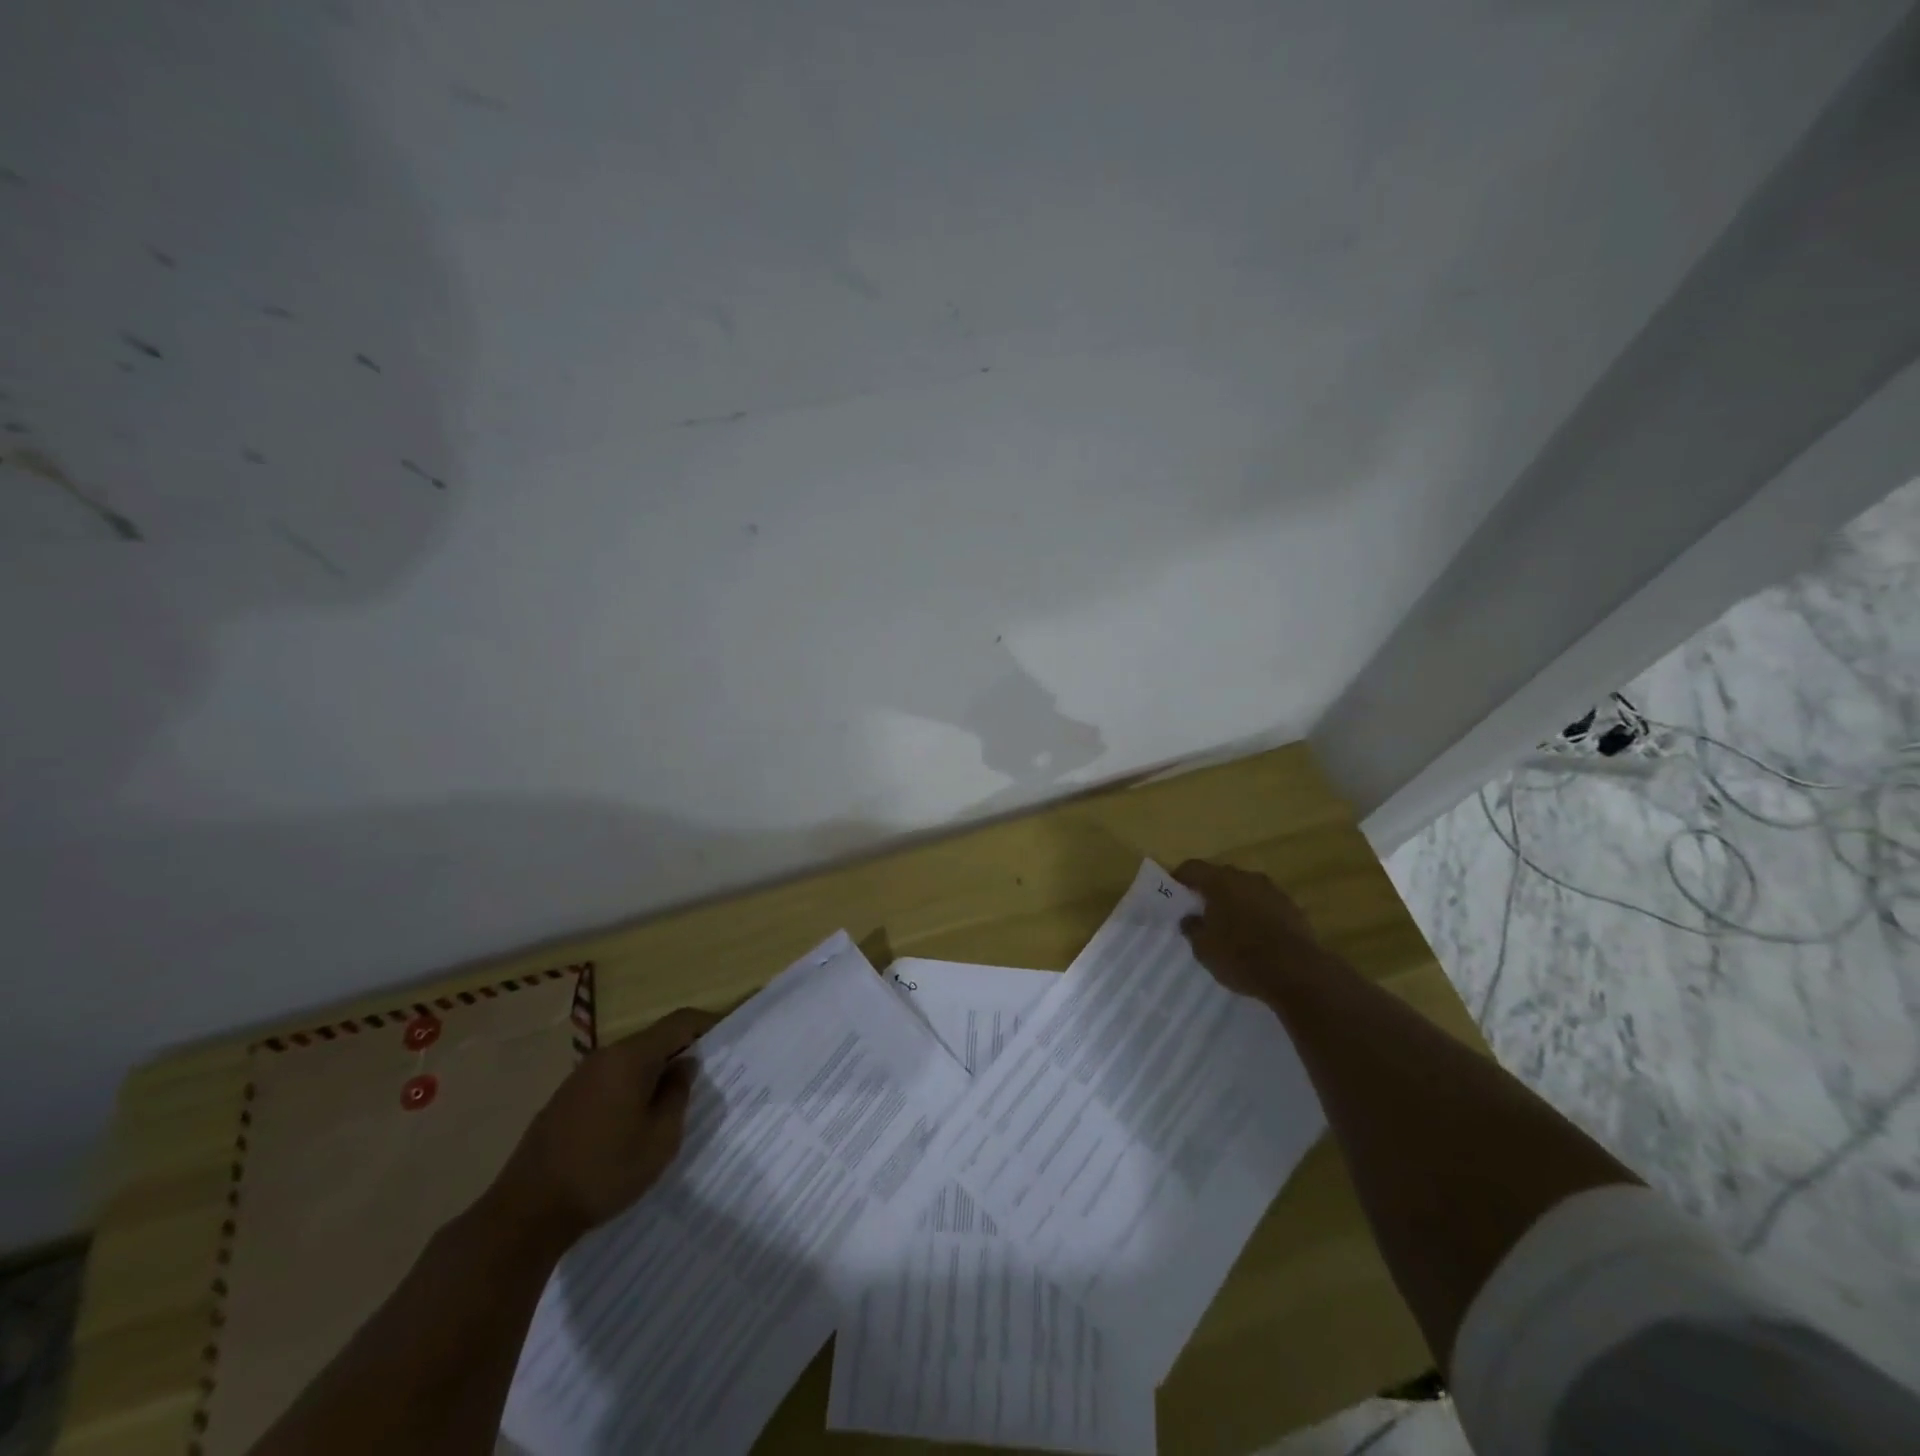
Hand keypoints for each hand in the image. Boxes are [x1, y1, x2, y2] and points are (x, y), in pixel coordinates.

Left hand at [492, 1007, 719, 1248]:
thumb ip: (678, 1094)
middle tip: (705, 1077)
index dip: (707, 1023)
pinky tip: (635, 1121)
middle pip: (654, 1039)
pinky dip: (632, 1088)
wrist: (526, 1213)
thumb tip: (684, 1065)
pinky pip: (611, 1079)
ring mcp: (580, 1077)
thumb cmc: (604, 1172)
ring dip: (655, 1072)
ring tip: (672, 1102)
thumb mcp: (660, 1139)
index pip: (679, 1022)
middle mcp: (605, 1056)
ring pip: (631, 1061)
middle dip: (682, 1051)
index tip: (728, 1035)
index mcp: (630, 1057)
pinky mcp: (565, 1099)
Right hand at [1174, 859, 1335, 1002]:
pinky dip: (1255, 914)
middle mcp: (1246, 878)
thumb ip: (1192, 928)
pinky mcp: (1292, 908)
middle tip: (1199, 910)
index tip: (1172, 894)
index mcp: (1220, 881)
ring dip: (1234, 902)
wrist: (1297, 973)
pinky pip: (1265, 905)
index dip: (1179, 878)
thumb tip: (1189, 918)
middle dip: (1208, 890)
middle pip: (1220, 876)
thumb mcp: (1204, 948)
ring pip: (1245, 890)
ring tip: (1227, 925)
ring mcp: (1273, 891)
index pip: (1192, 868)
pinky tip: (1253, 936)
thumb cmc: (1240, 956)